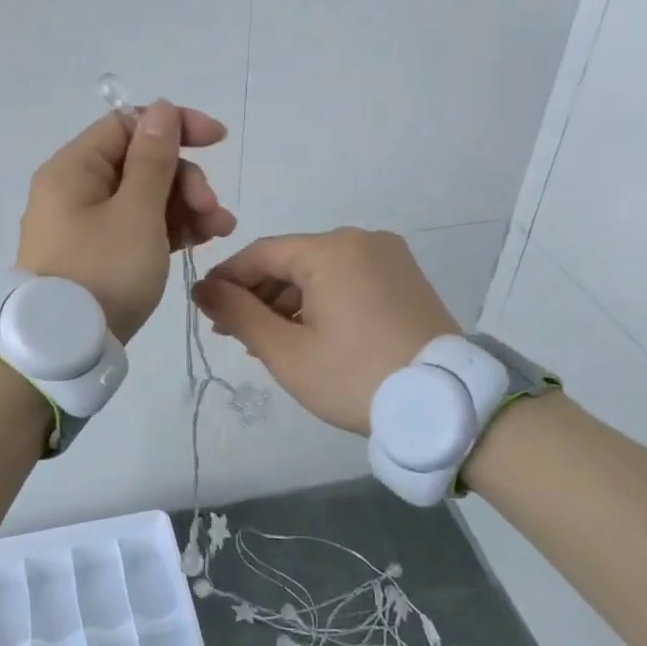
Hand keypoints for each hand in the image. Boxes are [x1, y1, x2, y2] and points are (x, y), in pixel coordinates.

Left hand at [17, 100, 235, 342]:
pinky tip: (200, 241)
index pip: (128, 125)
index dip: (175, 126)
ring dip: (185, 207)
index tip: (216, 140)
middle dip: (184, 180)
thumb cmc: (103, 272)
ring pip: (143, 198)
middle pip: (140, 163)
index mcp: (74, 168)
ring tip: (220, 232)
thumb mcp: (136, 213)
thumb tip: (162, 109)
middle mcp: (75, 189)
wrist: (65, 347)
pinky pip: (137, 226)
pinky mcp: (97, 253)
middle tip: (212, 212)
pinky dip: (167, 229)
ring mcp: (85, 224)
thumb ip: (154, 159)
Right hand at [192, 228, 458, 433]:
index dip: (227, 278)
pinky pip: (347, 280)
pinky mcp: (404, 278)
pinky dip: (320, 302)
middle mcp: (361, 240)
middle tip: (231, 333)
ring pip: (319, 272)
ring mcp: (388, 257)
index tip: (204, 307)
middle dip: (257, 295)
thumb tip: (203, 289)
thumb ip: (238, 313)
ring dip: (287, 302)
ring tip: (265, 341)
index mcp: (331, 250)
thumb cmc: (354, 377)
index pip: (261, 253)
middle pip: (291, 261)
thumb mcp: (286, 351)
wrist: (443, 405)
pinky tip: (305, 334)